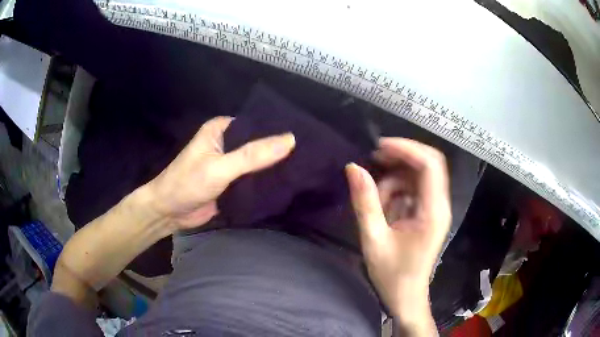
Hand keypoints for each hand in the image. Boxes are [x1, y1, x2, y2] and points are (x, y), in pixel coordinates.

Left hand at [147, 116, 294, 229]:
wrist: (169, 213)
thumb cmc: (187, 183)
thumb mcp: (220, 167)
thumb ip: (252, 156)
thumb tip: (290, 140)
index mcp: (221, 129)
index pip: (256, 124)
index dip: (278, 129)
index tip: (306, 134)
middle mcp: (227, 143)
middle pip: (258, 144)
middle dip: (279, 150)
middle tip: (311, 153)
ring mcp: (230, 164)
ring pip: (257, 163)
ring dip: (274, 167)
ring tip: (306, 167)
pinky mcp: (232, 183)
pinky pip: (254, 180)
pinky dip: (267, 182)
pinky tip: (288, 184)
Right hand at [345, 138, 449, 333]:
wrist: (406, 296)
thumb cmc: (392, 274)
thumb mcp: (374, 238)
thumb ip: (365, 201)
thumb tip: (353, 167)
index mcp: (432, 211)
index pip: (429, 165)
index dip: (406, 148)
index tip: (379, 147)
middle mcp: (439, 205)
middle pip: (426, 165)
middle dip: (399, 159)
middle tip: (373, 161)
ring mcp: (434, 209)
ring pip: (416, 177)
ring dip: (394, 180)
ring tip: (376, 200)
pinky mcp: (427, 213)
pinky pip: (412, 190)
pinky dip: (396, 192)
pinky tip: (384, 208)